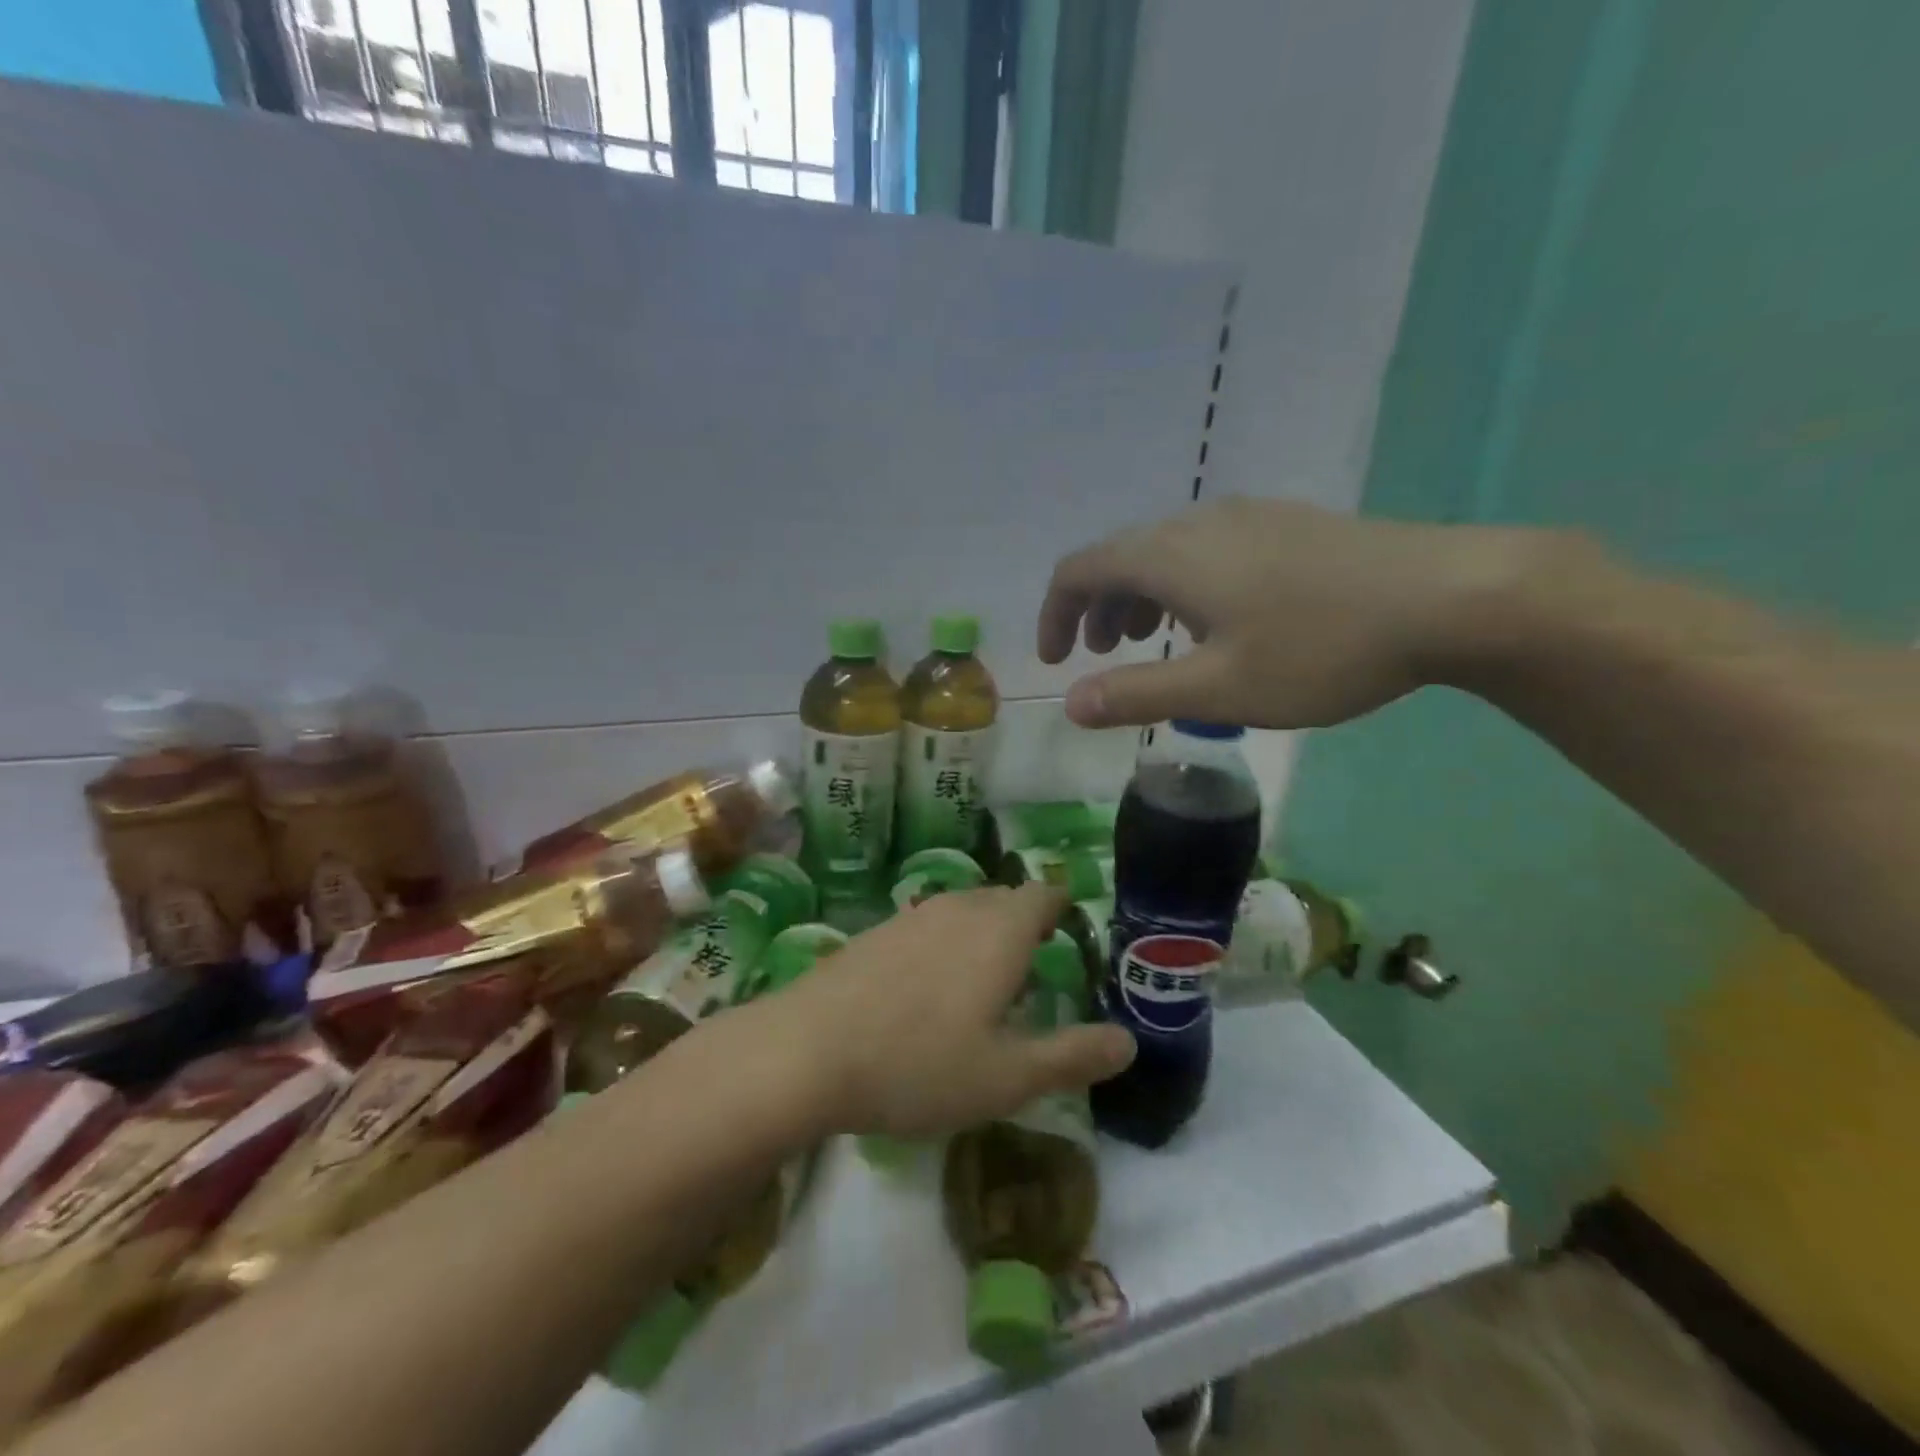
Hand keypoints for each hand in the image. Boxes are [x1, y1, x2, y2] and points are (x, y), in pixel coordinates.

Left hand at [765, 884, 1134, 1138]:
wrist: (804, 1051)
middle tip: (1033, 975)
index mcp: (999, 929)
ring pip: (962, 911)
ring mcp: (910, 915)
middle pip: (1004, 900)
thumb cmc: (918, 1064)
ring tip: (983, 988)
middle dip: (1024, 928)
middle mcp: (957, 907)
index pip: (1043, 896)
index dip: (1062, 912)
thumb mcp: (1007, 1076)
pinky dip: (942, 947)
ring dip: (981, 937)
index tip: (1070, 943)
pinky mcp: (873, 933)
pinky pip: (926, 927)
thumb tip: (1128, 1041)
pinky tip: (926, 995)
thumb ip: (1072, 1056)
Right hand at [1038, 496, 1564, 729]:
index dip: (1054, 614)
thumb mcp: (1219, 689)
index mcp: (1170, 556)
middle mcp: (1198, 523)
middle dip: (1096, 609)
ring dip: (1139, 596)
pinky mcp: (1284, 525)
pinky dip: (1180, 585)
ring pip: (1164, 551)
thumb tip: (1069, 704)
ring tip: (1154, 641)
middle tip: (1106, 658)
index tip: (1054, 661)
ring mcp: (1246, 517)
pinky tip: (1217, 621)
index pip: (1079, 570)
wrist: (1449, 596)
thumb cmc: (1321, 648)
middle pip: (1119, 556)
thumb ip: (1136, 694)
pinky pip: (1204, 549)